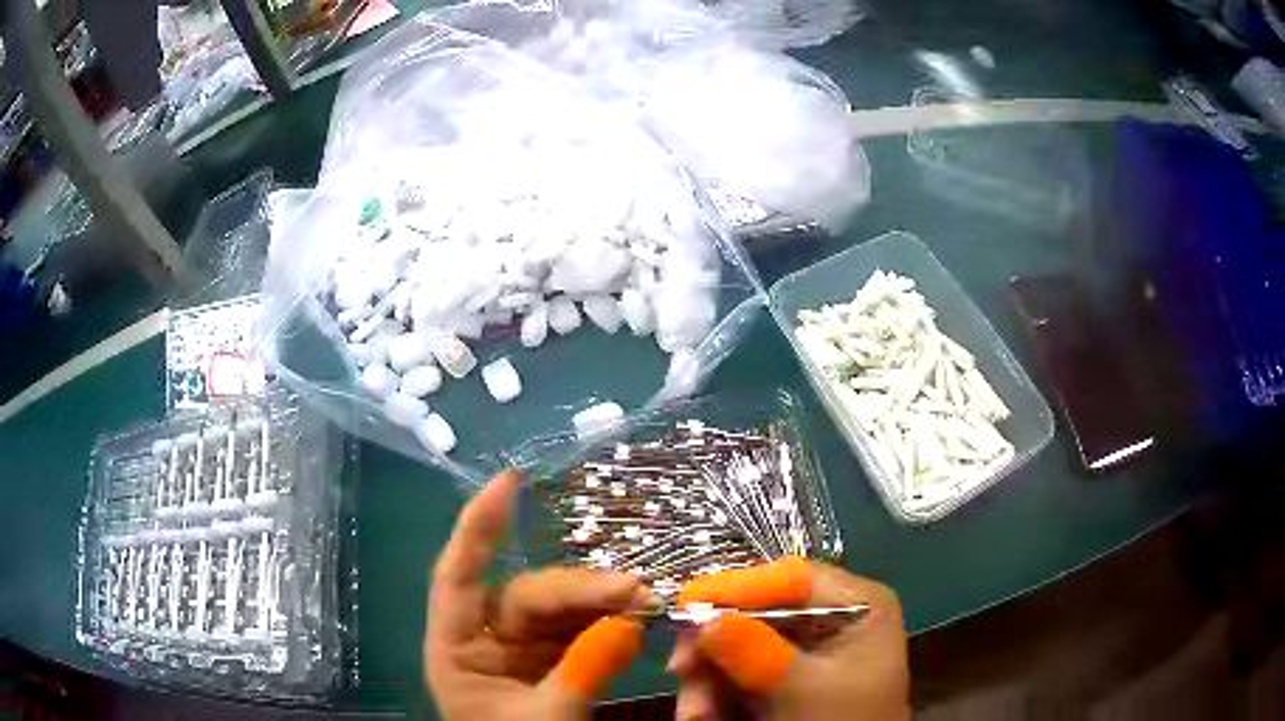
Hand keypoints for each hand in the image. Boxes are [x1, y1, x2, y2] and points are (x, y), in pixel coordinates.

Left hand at [424, 470, 655, 719]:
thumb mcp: (547, 720)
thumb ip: (584, 672)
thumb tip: (629, 620)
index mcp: (456, 651)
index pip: (458, 577)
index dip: (478, 527)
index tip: (509, 481)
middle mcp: (485, 640)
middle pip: (528, 596)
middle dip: (581, 589)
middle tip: (636, 590)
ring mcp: (522, 650)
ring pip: (561, 609)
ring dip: (602, 602)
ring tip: (645, 600)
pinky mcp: (555, 661)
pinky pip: (582, 630)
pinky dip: (609, 622)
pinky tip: (635, 617)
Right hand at [669, 557, 909, 720]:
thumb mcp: (806, 690)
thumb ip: (757, 653)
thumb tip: (705, 618)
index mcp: (857, 605)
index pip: (792, 578)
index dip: (738, 587)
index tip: (687, 604)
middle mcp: (830, 619)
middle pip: (757, 612)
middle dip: (714, 647)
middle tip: (681, 671)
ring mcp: (803, 651)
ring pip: (737, 646)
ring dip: (707, 680)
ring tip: (695, 715)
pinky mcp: (781, 680)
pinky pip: (736, 674)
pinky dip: (714, 694)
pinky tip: (704, 716)